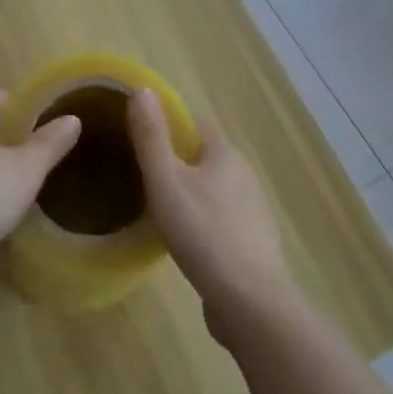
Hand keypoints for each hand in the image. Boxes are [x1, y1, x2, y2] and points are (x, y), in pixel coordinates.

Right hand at [127, 91, 296, 338]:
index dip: (167, 124)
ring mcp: (252, 211)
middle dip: (176, 160)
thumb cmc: (203, 233)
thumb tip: (143, 90)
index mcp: (225, 153)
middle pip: (204, 156)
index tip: (140, 134)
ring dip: (190, 192)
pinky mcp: (252, 244)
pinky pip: (221, 220)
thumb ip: (152, 137)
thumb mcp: (166, 182)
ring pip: (214, 189)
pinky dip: (203, 221)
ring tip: (157, 206)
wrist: (250, 304)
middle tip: (141, 172)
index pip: (194, 124)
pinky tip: (185, 240)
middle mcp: (244, 175)